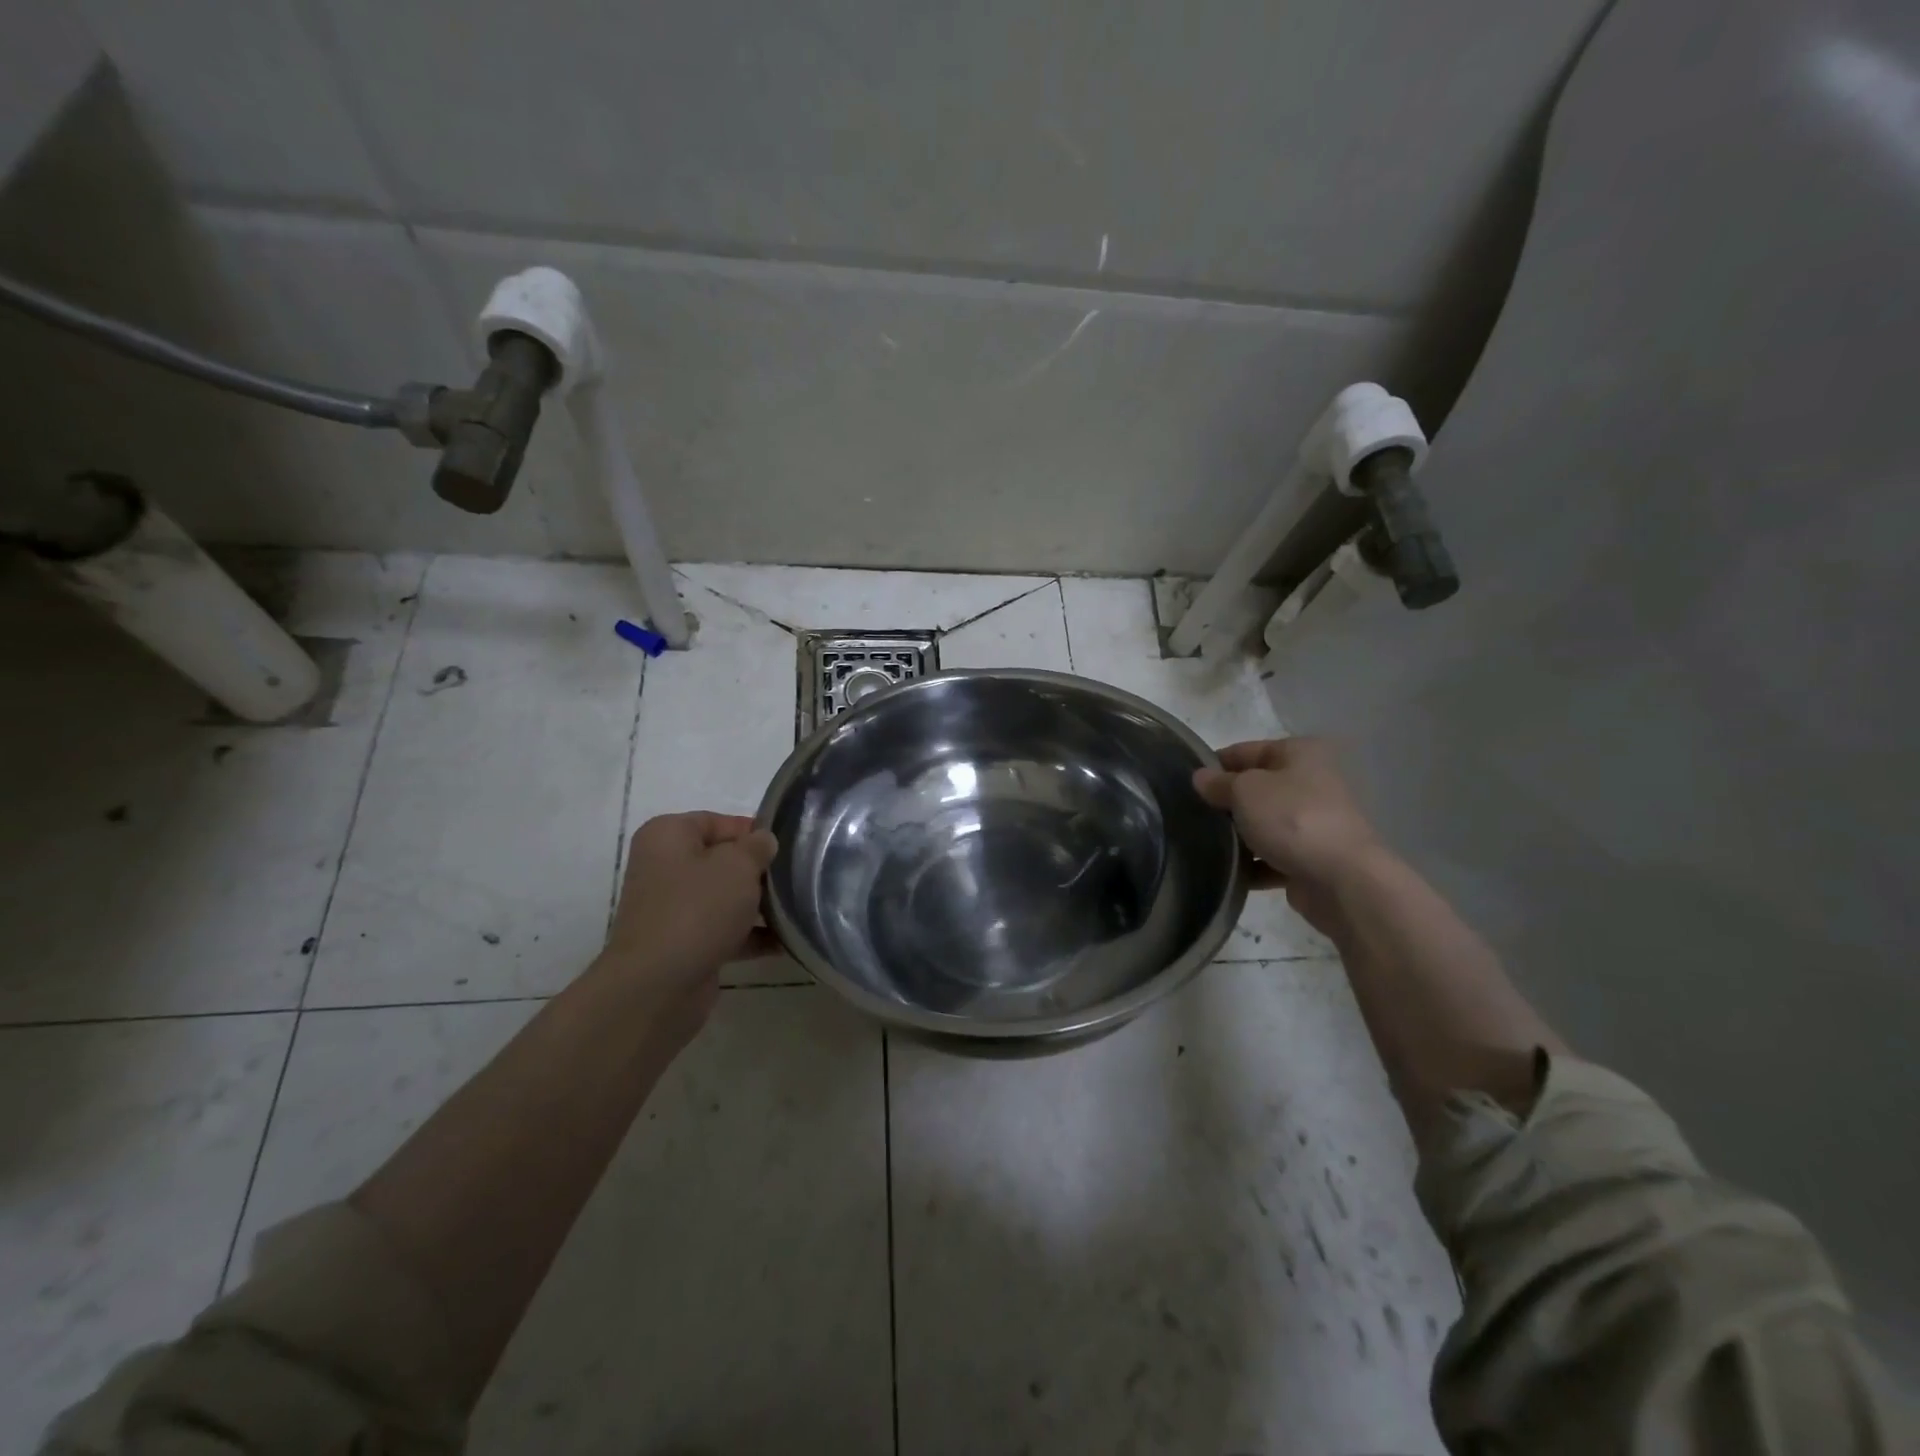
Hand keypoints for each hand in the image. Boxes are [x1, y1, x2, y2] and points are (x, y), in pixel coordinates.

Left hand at [597, 812, 778, 1030]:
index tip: (786, 846)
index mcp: (667, 836)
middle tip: (794, 877)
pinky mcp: (683, 944)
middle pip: (721, 860)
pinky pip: (723, 930)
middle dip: (757, 870)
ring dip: (757, 904)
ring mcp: (671, 909)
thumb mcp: (738, 866)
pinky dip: (750, 934)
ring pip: (724, 897)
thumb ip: (757, 847)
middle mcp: (663, 868)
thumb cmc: (697, 909)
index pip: (717, 821)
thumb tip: (763, 842)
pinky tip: (784, 942)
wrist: (658, 985)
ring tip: (796, 909)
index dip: (752, 831)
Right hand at [1193, 738, 1381, 928]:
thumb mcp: (1245, 790)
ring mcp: (1315, 823)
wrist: (1341, 879)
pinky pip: (1273, 857)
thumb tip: (1200, 777)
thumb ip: (1219, 783)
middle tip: (1194, 813)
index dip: (1217, 763)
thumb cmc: (1292, 818)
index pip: (1248, 750)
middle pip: (1257, 788)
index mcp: (1302, 754)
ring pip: (1264, 824)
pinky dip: (1253, 864)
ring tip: (1205, 844)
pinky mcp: (1312, 859)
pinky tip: (1229, 871)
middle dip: (1227, 802)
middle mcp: (1312, 783)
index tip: (1188, 781)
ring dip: (1239, 835)